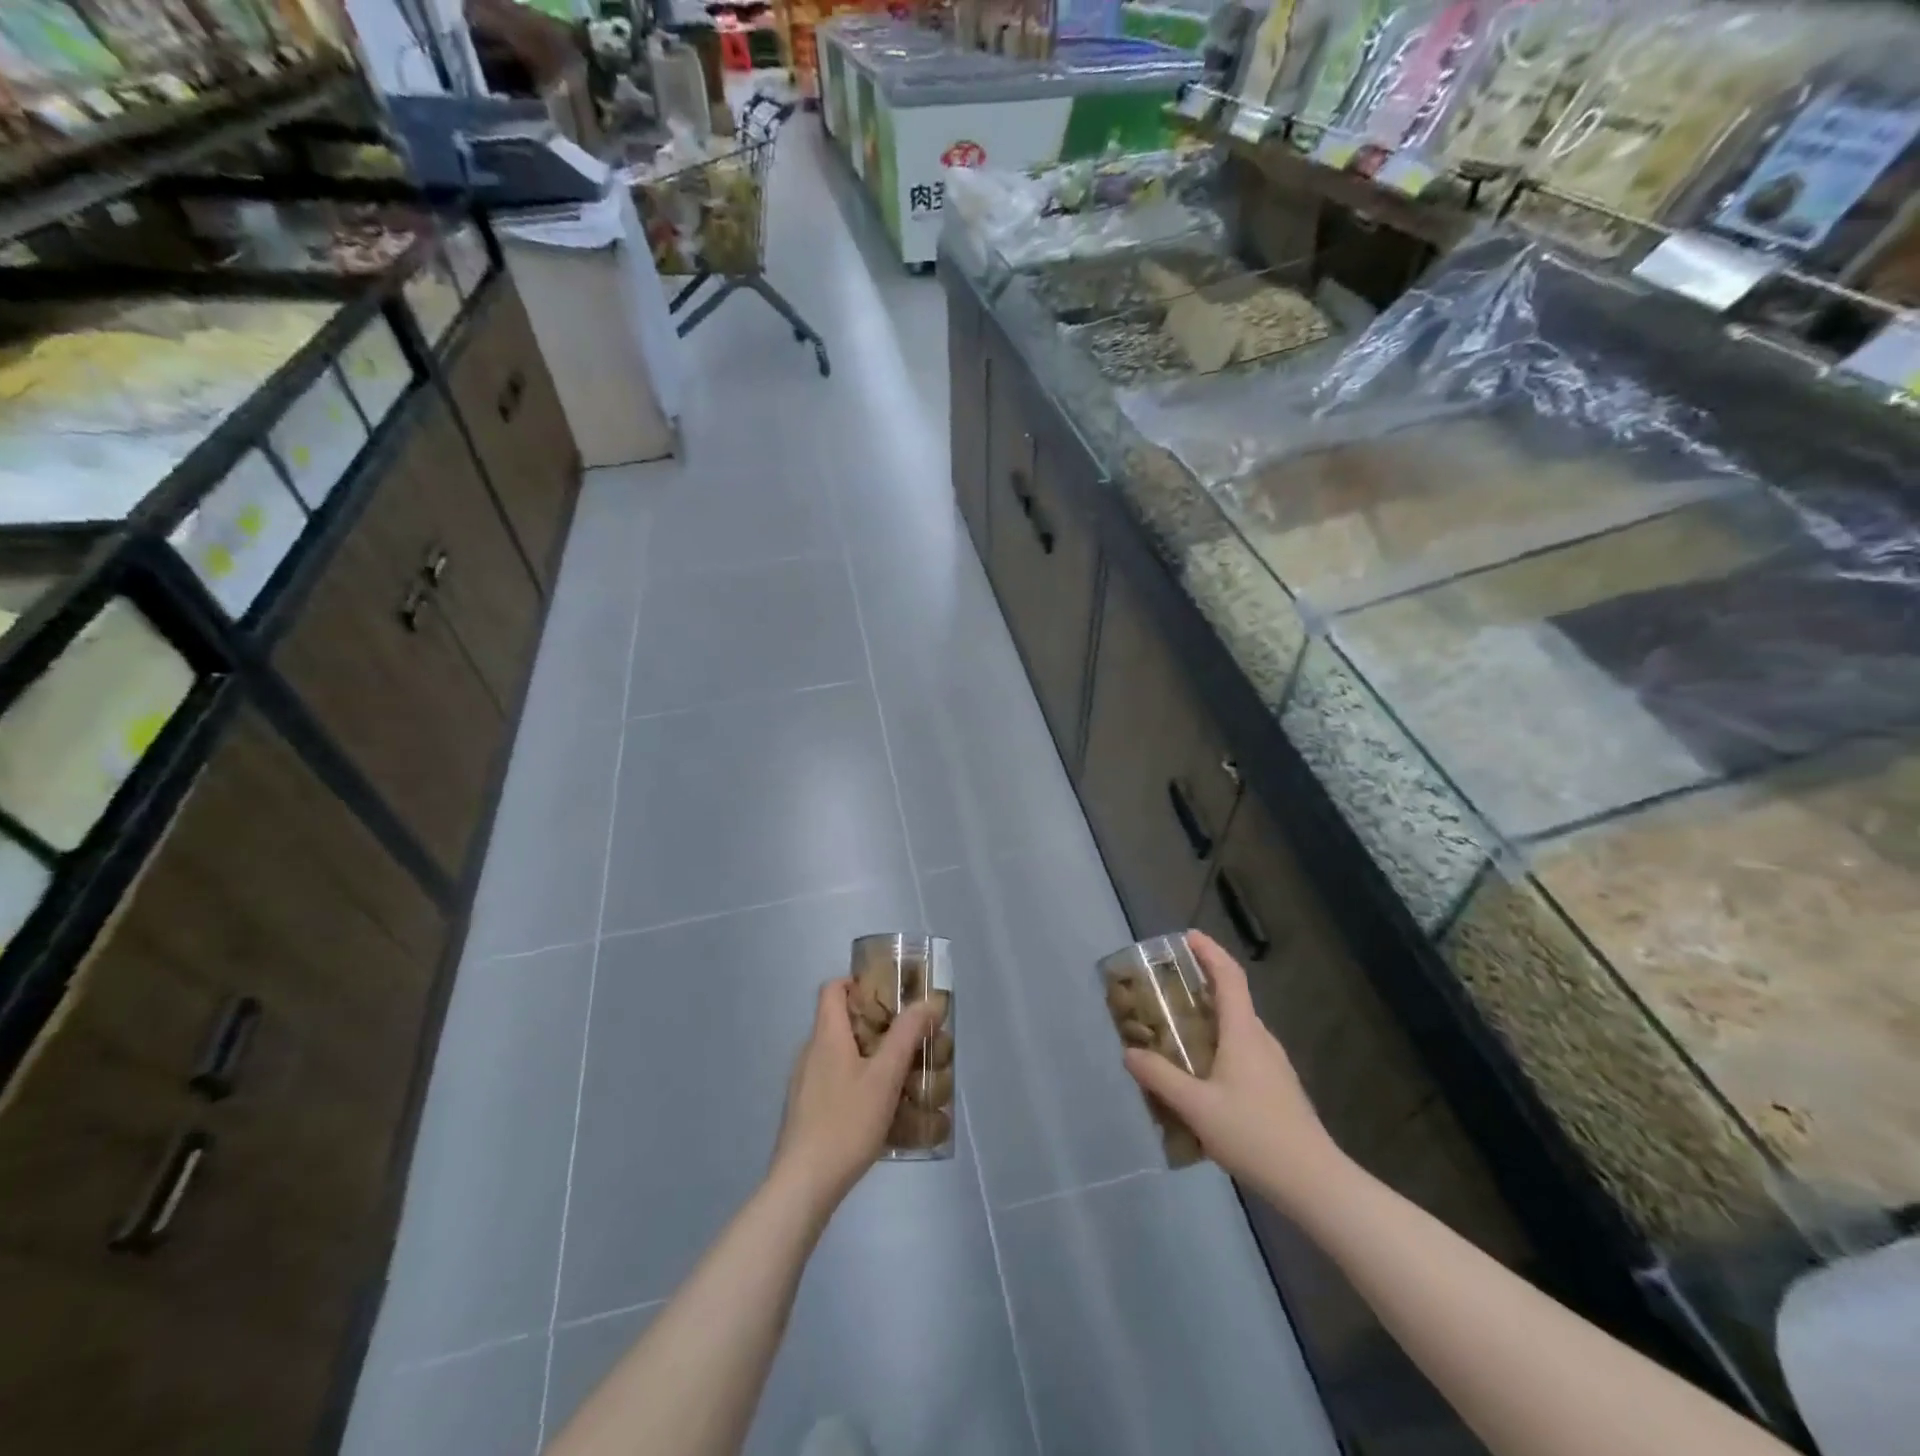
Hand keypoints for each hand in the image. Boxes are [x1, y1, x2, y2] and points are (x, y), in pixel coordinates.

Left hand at [769, 979, 940, 1216]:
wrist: (803, 1184)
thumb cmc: (846, 1122)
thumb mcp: (885, 1077)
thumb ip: (906, 1037)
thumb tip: (926, 1003)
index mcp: (826, 1036)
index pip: (832, 989)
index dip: (857, 983)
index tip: (887, 996)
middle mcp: (809, 1052)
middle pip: (838, 1021)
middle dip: (872, 1024)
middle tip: (904, 1038)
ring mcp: (802, 1083)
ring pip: (836, 1053)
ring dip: (865, 1055)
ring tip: (897, 1074)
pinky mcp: (803, 1110)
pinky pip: (831, 1080)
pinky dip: (853, 1081)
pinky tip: (876, 1108)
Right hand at [1123, 930, 1348, 1217]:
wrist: (1314, 1183)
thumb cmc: (1255, 1135)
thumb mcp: (1197, 1107)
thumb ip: (1160, 1077)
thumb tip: (1129, 1052)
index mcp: (1243, 1033)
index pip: (1229, 977)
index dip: (1209, 952)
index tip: (1188, 937)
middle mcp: (1260, 1040)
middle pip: (1232, 998)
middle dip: (1202, 983)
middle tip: (1168, 986)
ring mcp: (1273, 1065)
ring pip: (1237, 1027)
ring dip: (1209, 1018)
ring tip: (1176, 1030)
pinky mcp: (1277, 1088)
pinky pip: (1242, 1051)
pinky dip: (1219, 1045)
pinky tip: (1200, 1074)